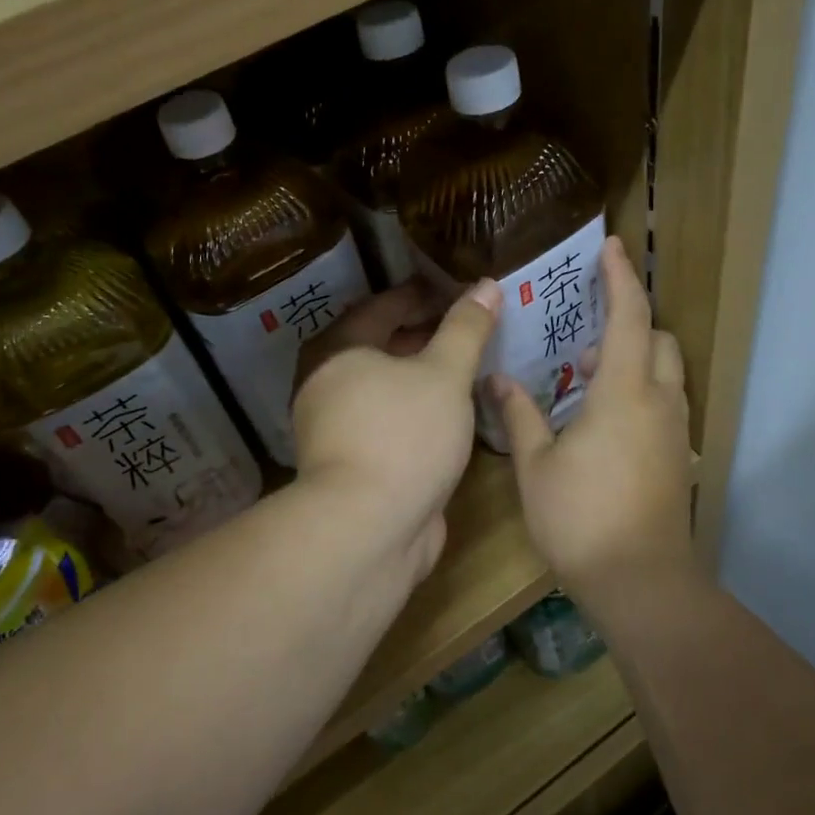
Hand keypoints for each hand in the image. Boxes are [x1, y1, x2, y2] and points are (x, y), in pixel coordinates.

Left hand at [294, 279, 500, 591]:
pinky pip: (391, 420)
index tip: (456, 290)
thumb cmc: (404, 435)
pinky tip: (452, 412)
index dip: (420, 296)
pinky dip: (419, 409)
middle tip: (467, 326)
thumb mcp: (444, 374)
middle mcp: (327, 385)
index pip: (381, 308)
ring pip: (386, 388)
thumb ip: (466, 328)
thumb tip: (487, 284)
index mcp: (336, 352)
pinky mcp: (355, 464)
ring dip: (422, 376)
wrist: (369, 529)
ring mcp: (338, 428)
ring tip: (466, 366)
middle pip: (380, 347)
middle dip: (423, 335)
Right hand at [491, 235, 695, 608]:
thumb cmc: (581, 518)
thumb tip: (495, 380)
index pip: (630, 317)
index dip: (621, 278)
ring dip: (635, 359)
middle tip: (587, 335)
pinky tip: (602, 420)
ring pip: (666, 373)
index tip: (611, 247)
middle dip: (631, 322)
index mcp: (624, 393)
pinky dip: (641, 390)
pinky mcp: (677, 457)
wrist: (640, 581)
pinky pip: (664, 402)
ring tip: (587, 377)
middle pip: (660, 339)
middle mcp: (660, 402)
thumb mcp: (536, 466)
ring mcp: (674, 432)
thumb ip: (519, 415)